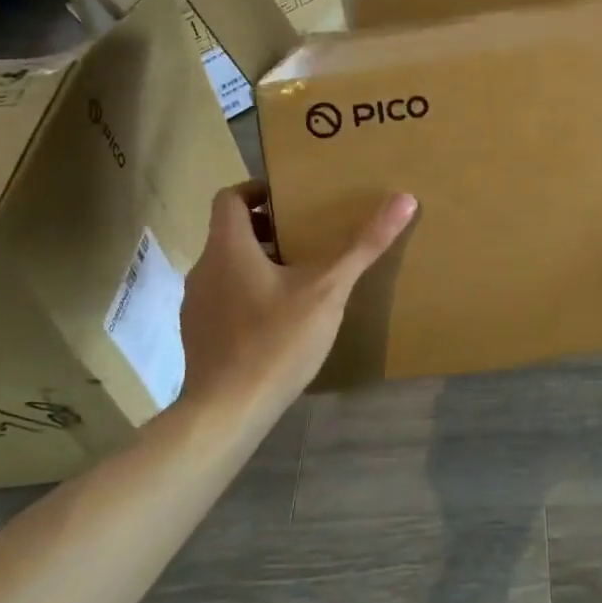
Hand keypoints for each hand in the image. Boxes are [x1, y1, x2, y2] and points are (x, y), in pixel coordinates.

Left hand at [178, 183, 416, 403]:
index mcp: (228, 248)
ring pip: (229, 268)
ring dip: (260, 264)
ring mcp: (197, 306)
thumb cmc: (276, 340)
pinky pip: (226, 300)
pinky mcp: (200, 337)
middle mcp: (204, 270)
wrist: (227, 412)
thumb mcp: (328, 289)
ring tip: (302, 278)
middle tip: (308, 237)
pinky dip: (250, 296)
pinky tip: (281, 320)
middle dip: (269, 229)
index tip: (291, 199)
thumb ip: (363, 244)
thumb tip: (404, 198)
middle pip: (231, 233)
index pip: (229, 198)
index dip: (257, 190)